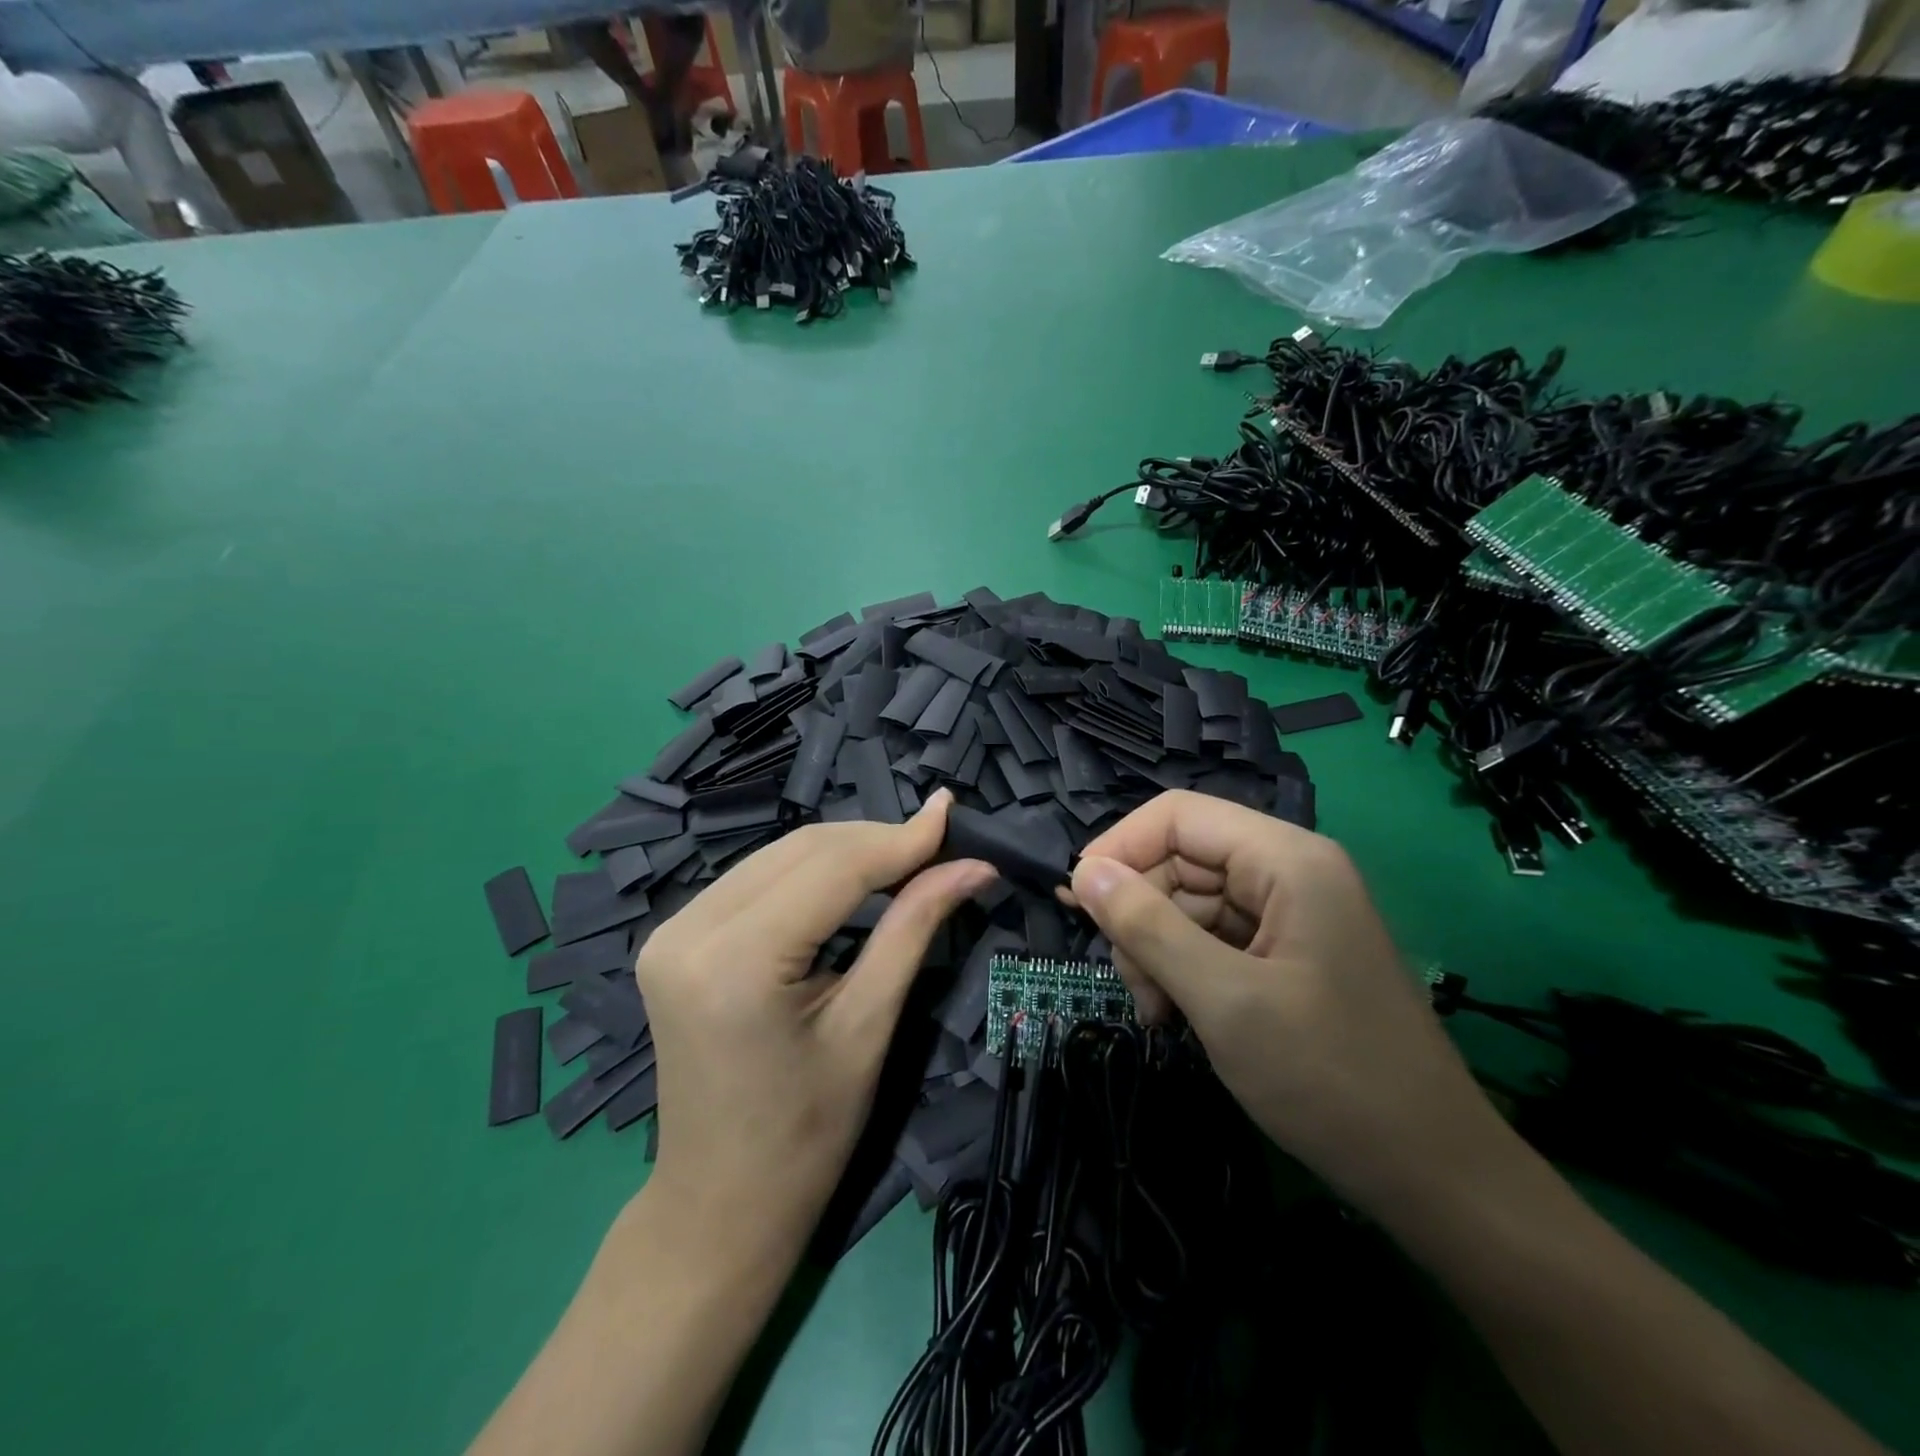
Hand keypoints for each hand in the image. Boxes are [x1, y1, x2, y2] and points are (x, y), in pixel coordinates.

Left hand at [635, 788, 994, 1251]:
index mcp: (735, 962)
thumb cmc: (805, 1136)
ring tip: (906, 861)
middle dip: (876, 841)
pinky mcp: (674, 937)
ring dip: (846, 851)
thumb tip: (973, 866)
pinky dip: (811, 872)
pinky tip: (851, 881)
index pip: (831, 868)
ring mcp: (672, 930)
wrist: (718, 1205)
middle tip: (939, 844)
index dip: (899, 839)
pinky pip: (756, 879)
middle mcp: (689, 930)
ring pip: (779, 856)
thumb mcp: (868, 1027)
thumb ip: (914, 929)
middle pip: (802, 850)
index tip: (953, 815)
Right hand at [1064, 790, 1506, 1208]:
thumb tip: (1084, 872)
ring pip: (1189, 903)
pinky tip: (1177, 1017)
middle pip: (1180, 861)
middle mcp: (1289, 872)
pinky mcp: (1286, 953)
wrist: (1436, 1177)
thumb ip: (1147, 927)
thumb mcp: (1224, 1001)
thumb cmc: (1331, 1080)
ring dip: (1157, 950)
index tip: (1080, 902)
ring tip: (1157, 1014)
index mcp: (1286, 860)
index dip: (1120, 848)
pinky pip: (1213, 938)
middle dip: (1141, 915)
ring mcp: (1290, 914)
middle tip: (1132, 986)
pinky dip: (1183, 970)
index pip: (1178, 816)